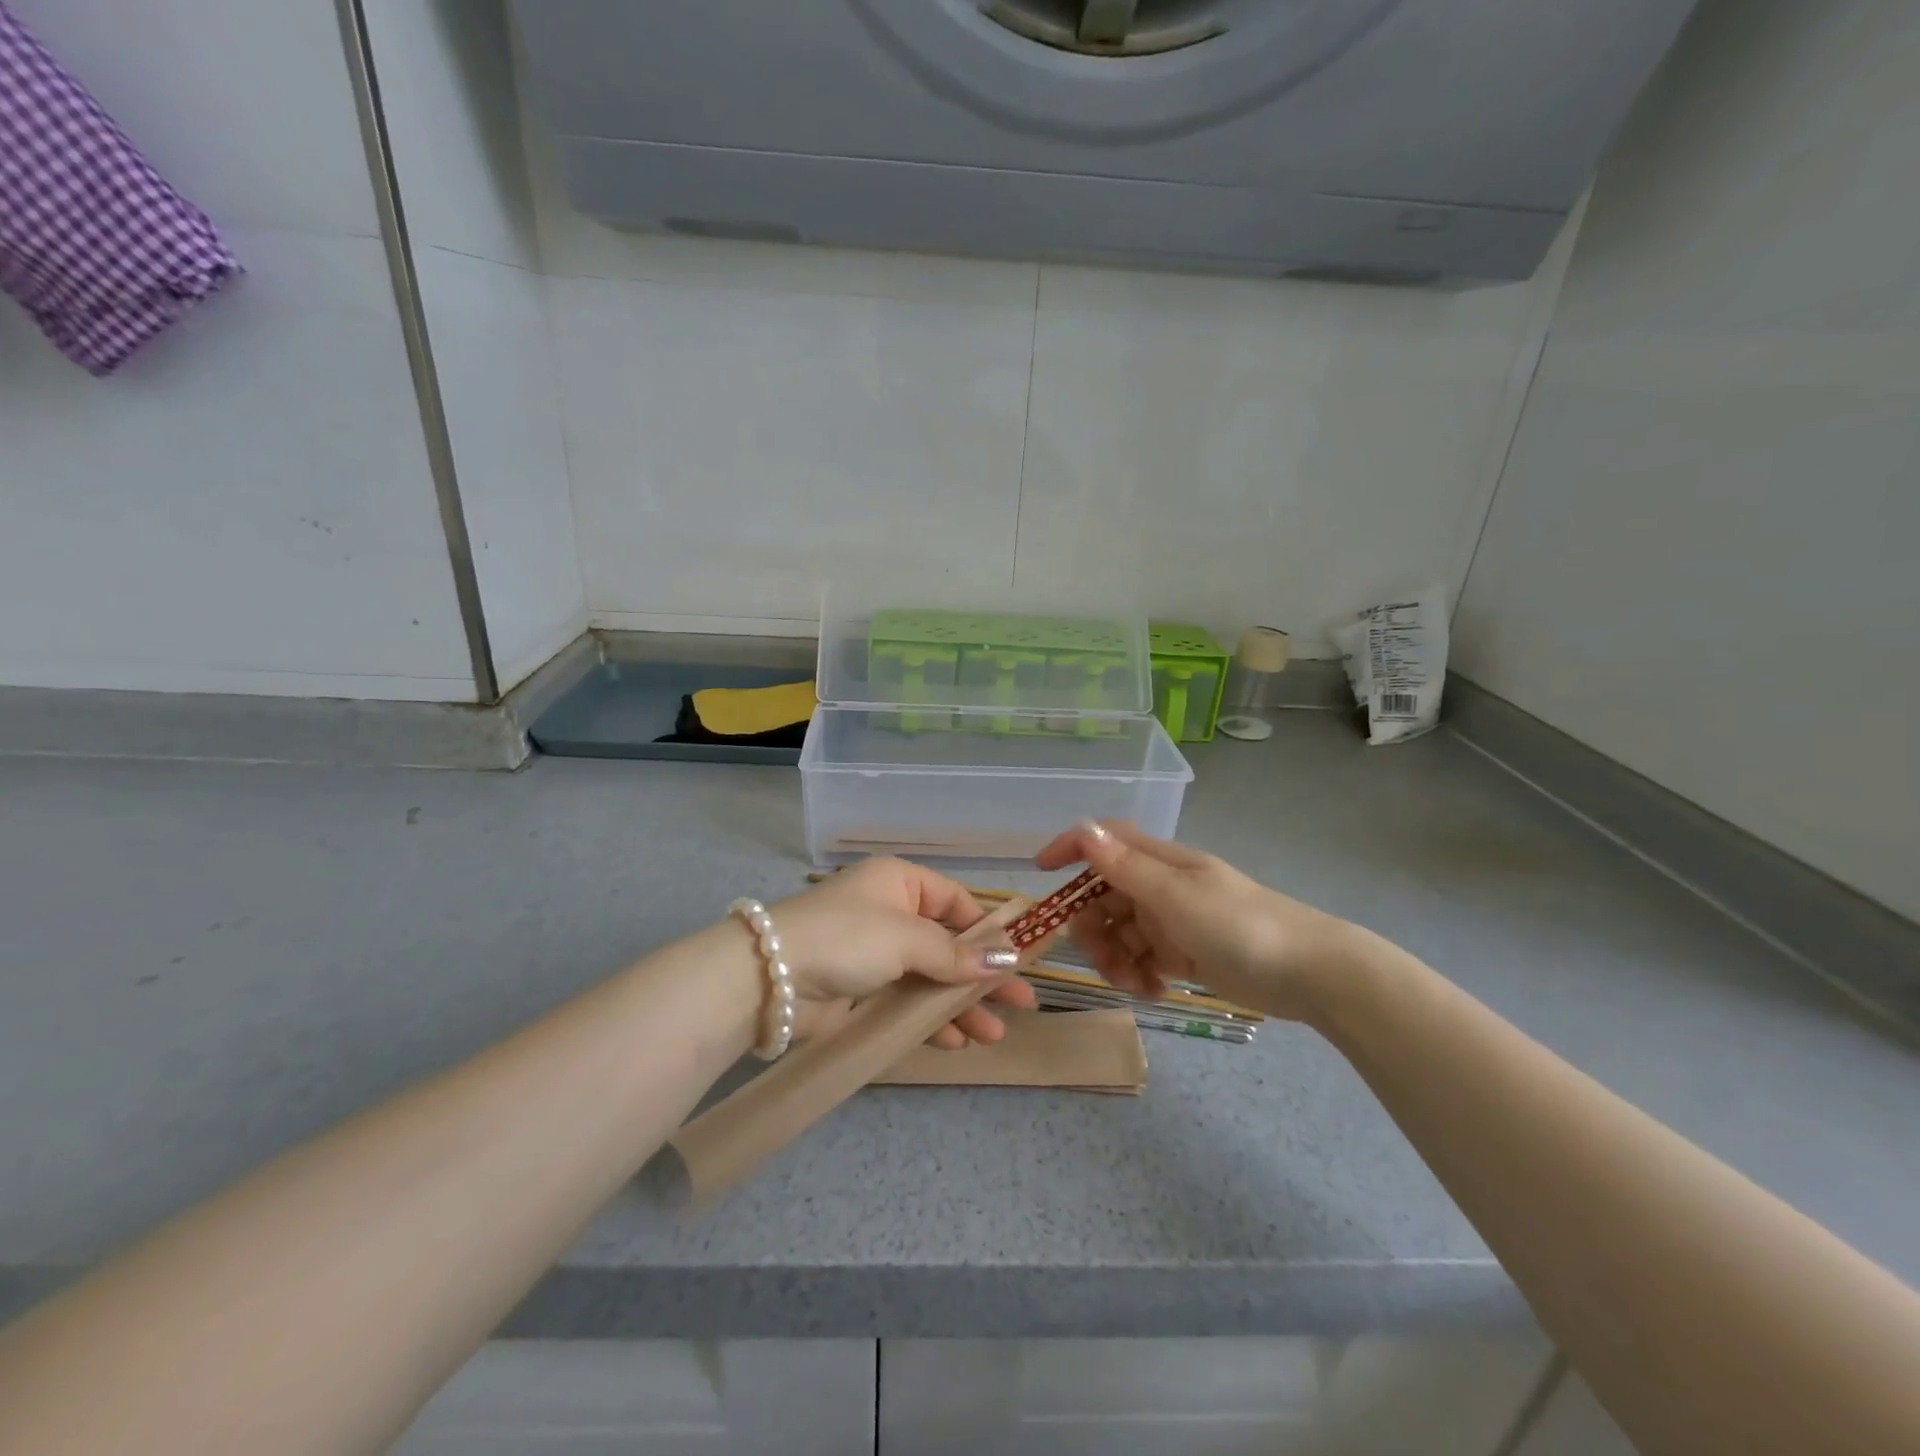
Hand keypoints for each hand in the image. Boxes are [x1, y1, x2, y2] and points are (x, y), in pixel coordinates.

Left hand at [770, 858, 1036, 1047]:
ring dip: (962, 1004)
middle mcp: (891, 914)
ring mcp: (876, 955)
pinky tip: (957, 1042)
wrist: (767, 979)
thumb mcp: (906, 938)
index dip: (991, 931)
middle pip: (950, 944)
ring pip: (931, 978)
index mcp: (900, 883)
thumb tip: (1010, 958)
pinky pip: (907, 1002)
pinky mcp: (862, 991)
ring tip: (995, 1035)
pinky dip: (931, 1020)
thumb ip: (957, 953)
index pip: (957, 902)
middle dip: (984, 975)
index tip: (1022, 959)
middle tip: (1024, 1003)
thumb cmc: (846, 938)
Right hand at [1034, 820, 1352, 1020]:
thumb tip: (1083, 829)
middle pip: (1103, 896)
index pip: (1105, 841)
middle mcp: (1160, 885)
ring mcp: (1172, 920)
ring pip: (1119, 932)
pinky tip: (1155, 991)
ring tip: (1136, 985)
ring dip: (1115, 958)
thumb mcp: (1176, 897)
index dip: (1071, 849)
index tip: (1041, 873)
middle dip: (1092, 927)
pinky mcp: (1183, 952)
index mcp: (1159, 862)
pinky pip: (1142, 958)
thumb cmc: (1240, 926)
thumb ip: (1126, 868)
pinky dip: (1139, 975)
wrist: (1308, 973)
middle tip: (1103, 960)